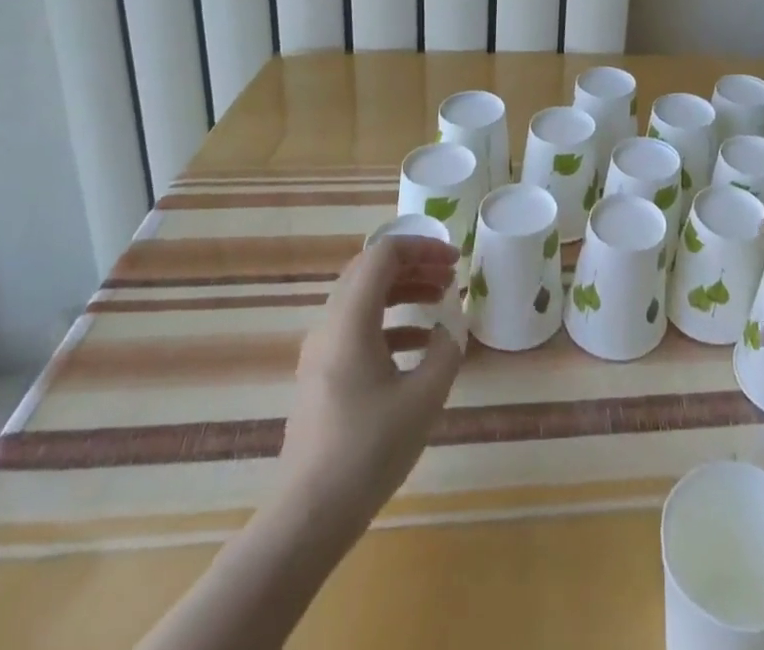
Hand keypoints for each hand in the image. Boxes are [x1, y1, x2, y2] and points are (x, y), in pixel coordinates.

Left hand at [275, 235, 462, 532]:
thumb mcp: (424, 398)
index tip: (455, 261)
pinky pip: (358, 328)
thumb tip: (449, 329)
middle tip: (450, 275)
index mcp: (351, 320)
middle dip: (414, 264)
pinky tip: (420, 344)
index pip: (384, 254)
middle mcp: (330, 326)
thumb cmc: (368, 451)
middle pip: (371, 270)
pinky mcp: (322, 376)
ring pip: (364, 298)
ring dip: (403, 291)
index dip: (423, 247)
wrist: (308, 517)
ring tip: (441, 300)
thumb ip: (445, 352)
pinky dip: (391, 321)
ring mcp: (321, 352)